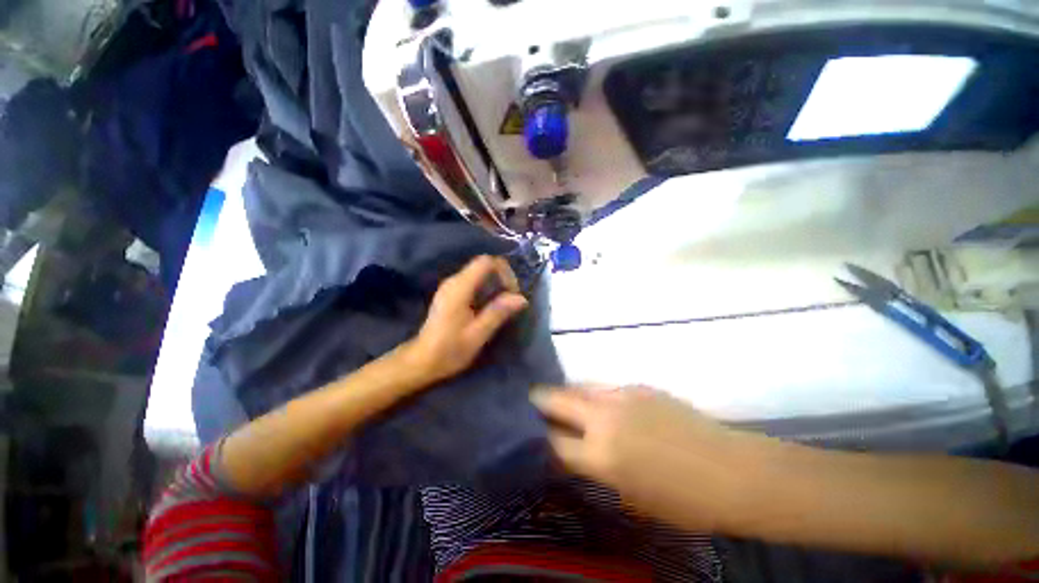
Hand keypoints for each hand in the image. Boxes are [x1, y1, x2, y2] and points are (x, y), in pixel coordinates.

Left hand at [404, 256, 527, 384]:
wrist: (421, 361)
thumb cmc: (449, 350)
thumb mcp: (477, 334)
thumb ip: (498, 312)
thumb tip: (521, 298)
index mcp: (459, 288)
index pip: (486, 261)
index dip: (504, 271)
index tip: (512, 292)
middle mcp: (453, 281)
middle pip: (483, 264)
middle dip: (502, 277)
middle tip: (512, 299)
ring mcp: (450, 286)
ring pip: (479, 273)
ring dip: (495, 284)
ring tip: (504, 304)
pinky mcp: (450, 294)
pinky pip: (473, 281)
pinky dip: (486, 289)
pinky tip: (490, 307)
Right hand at [532, 385, 750, 528]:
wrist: (729, 470)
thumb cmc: (682, 500)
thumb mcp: (630, 496)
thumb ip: (597, 470)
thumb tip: (574, 453)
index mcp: (601, 454)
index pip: (555, 441)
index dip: (540, 437)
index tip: (532, 432)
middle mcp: (604, 418)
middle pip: (558, 400)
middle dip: (540, 399)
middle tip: (531, 400)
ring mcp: (621, 395)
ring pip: (580, 386)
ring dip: (566, 392)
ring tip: (561, 398)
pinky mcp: (637, 386)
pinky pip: (604, 386)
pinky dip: (592, 392)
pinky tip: (597, 400)